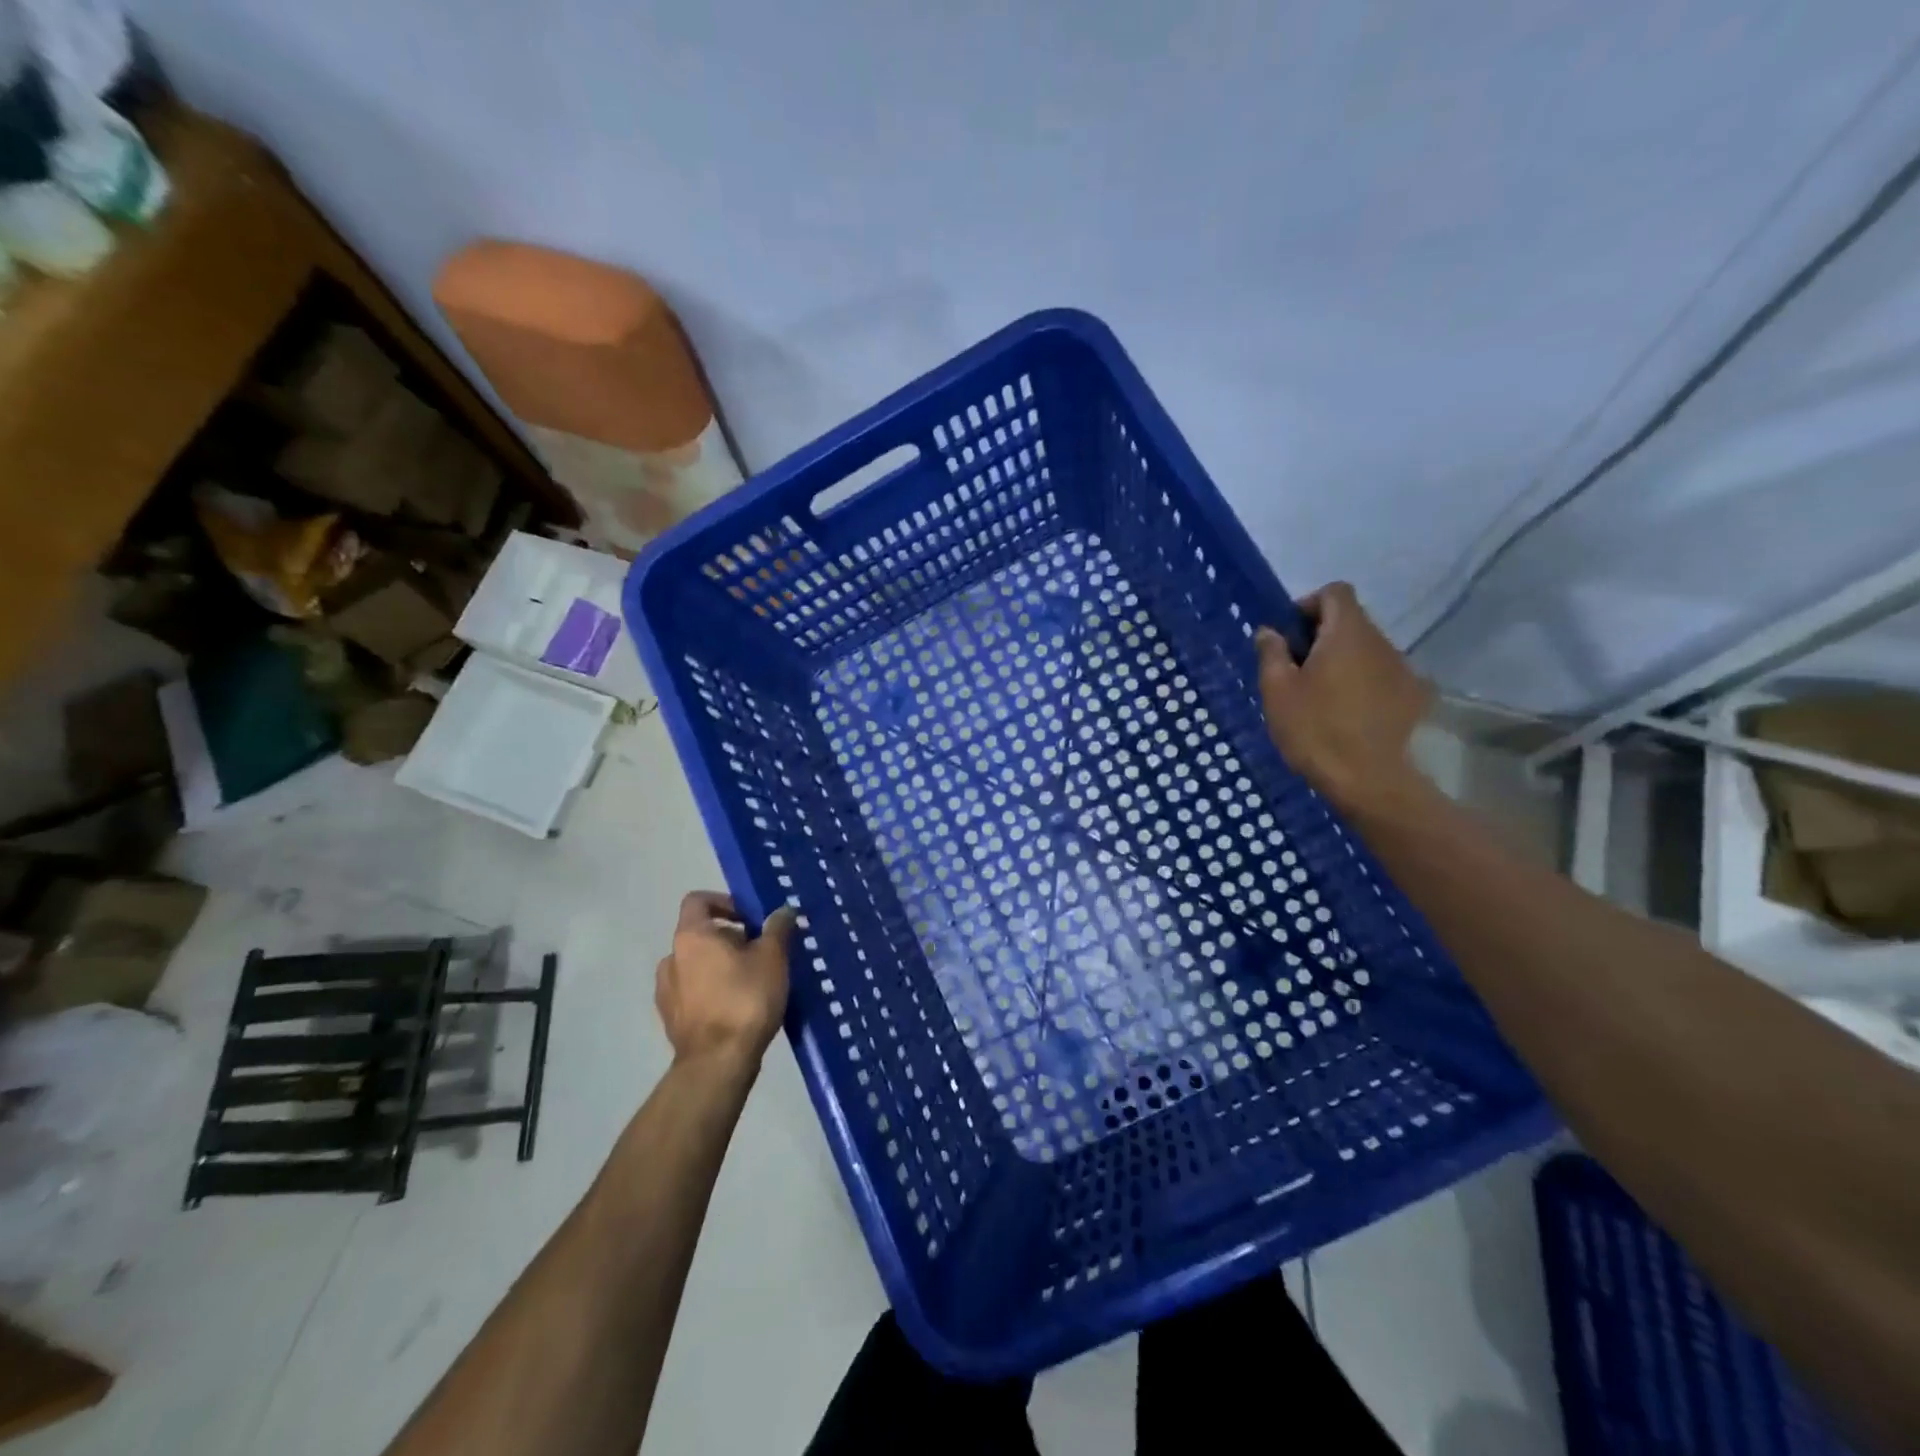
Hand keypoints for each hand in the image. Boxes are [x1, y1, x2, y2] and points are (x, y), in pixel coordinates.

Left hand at [655, 892, 795, 1072]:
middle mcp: (672, 958)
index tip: (750, 919)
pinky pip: (693, 993)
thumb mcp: (773, 957)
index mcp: (691, 936)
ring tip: (751, 982)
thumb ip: (777, 928)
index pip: (698, 901)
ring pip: (697, 965)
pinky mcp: (671, 1019)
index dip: (725, 902)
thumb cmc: (745, 998)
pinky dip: (712, 992)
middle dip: (731, 939)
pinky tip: (737, 1007)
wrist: (718, 1062)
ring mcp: (667, 991)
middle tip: (761, 953)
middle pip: (701, 934)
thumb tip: (783, 910)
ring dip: (720, 966)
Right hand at [1255, 582, 1434, 816]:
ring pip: (1367, 649)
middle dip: (1323, 636)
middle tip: (1297, 670)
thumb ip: (1272, 653)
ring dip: (1343, 660)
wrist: (1370, 780)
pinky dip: (1363, 683)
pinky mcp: (1413, 696)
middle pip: (1352, 621)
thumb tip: (1269, 631)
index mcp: (1346, 633)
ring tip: (1321, 696)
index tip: (1290, 635)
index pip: (1335, 592)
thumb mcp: (1277, 691)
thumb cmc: (1315, 729)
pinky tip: (1347, 714)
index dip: (1309, 605)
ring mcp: (1402, 669)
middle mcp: (1381, 642)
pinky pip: (1382, 675)